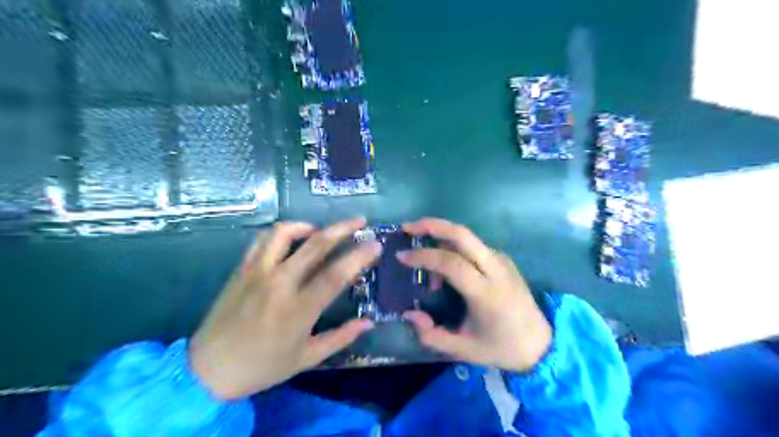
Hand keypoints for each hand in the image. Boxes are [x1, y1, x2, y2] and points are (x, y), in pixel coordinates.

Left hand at [189, 219, 382, 399]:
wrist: (208, 370)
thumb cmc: (262, 366)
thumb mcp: (307, 358)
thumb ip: (341, 337)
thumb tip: (368, 322)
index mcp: (299, 308)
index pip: (336, 274)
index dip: (359, 256)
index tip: (375, 245)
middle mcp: (280, 283)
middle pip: (316, 245)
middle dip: (343, 228)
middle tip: (360, 221)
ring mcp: (258, 272)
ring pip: (284, 233)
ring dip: (308, 226)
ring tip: (320, 230)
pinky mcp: (241, 269)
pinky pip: (262, 239)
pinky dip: (280, 232)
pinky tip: (290, 238)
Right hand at [399, 219, 548, 371]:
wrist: (540, 343)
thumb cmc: (500, 347)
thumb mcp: (462, 349)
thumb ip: (431, 335)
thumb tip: (409, 313)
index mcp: (486, 292)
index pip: (451, 262)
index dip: (423, 256)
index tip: (401, 257)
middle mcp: (496, 269)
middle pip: (462, 234)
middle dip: (432, 225)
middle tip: (407, 228)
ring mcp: (502, 261)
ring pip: (467, 237)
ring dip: (441, 238)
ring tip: (423, 259)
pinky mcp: (504, 259)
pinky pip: (474, 246)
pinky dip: (453, 247)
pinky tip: (444, 266)